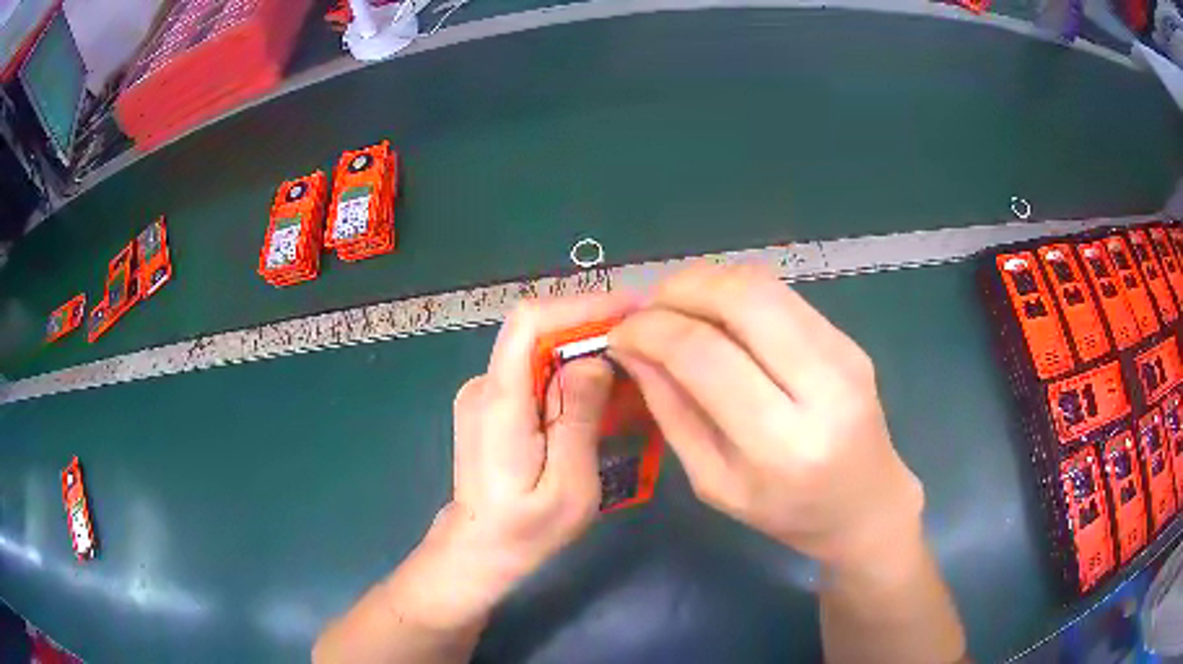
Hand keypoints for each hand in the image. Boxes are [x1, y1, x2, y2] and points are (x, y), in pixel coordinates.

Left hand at [391, 292, 640, 631]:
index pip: (529, 323)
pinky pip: (533, 373)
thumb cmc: (527, 529)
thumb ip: (578, 419)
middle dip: (591, 328)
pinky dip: (569, 373)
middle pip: (537, 332)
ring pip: (538, 352)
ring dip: (583, 351)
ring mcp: (484, 394)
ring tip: (630, 370)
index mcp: (499, 402)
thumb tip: (594, 358)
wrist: (480, 549)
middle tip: (643, 342)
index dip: (579, 305)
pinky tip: (599, 397)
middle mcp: (484, 386)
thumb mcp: (568, 485)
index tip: (629, 310)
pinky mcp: (491, 405)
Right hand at [609, 264, 923, 565]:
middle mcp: (823, 387)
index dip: (651, 331)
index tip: (619, 333)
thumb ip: (672, 412)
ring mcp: (844, 354)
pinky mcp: (848, 339)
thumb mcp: (714, 482)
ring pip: (764, 284)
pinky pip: (782, 295)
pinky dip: (735, 292)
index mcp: (783, 443)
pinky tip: (715, 314)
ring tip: (674, 306)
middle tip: (646, 309)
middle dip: (679, 289)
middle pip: (742, 298)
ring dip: (706, 282)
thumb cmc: (785, 512)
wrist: (865, 504)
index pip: (706, 356)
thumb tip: (632, 349)